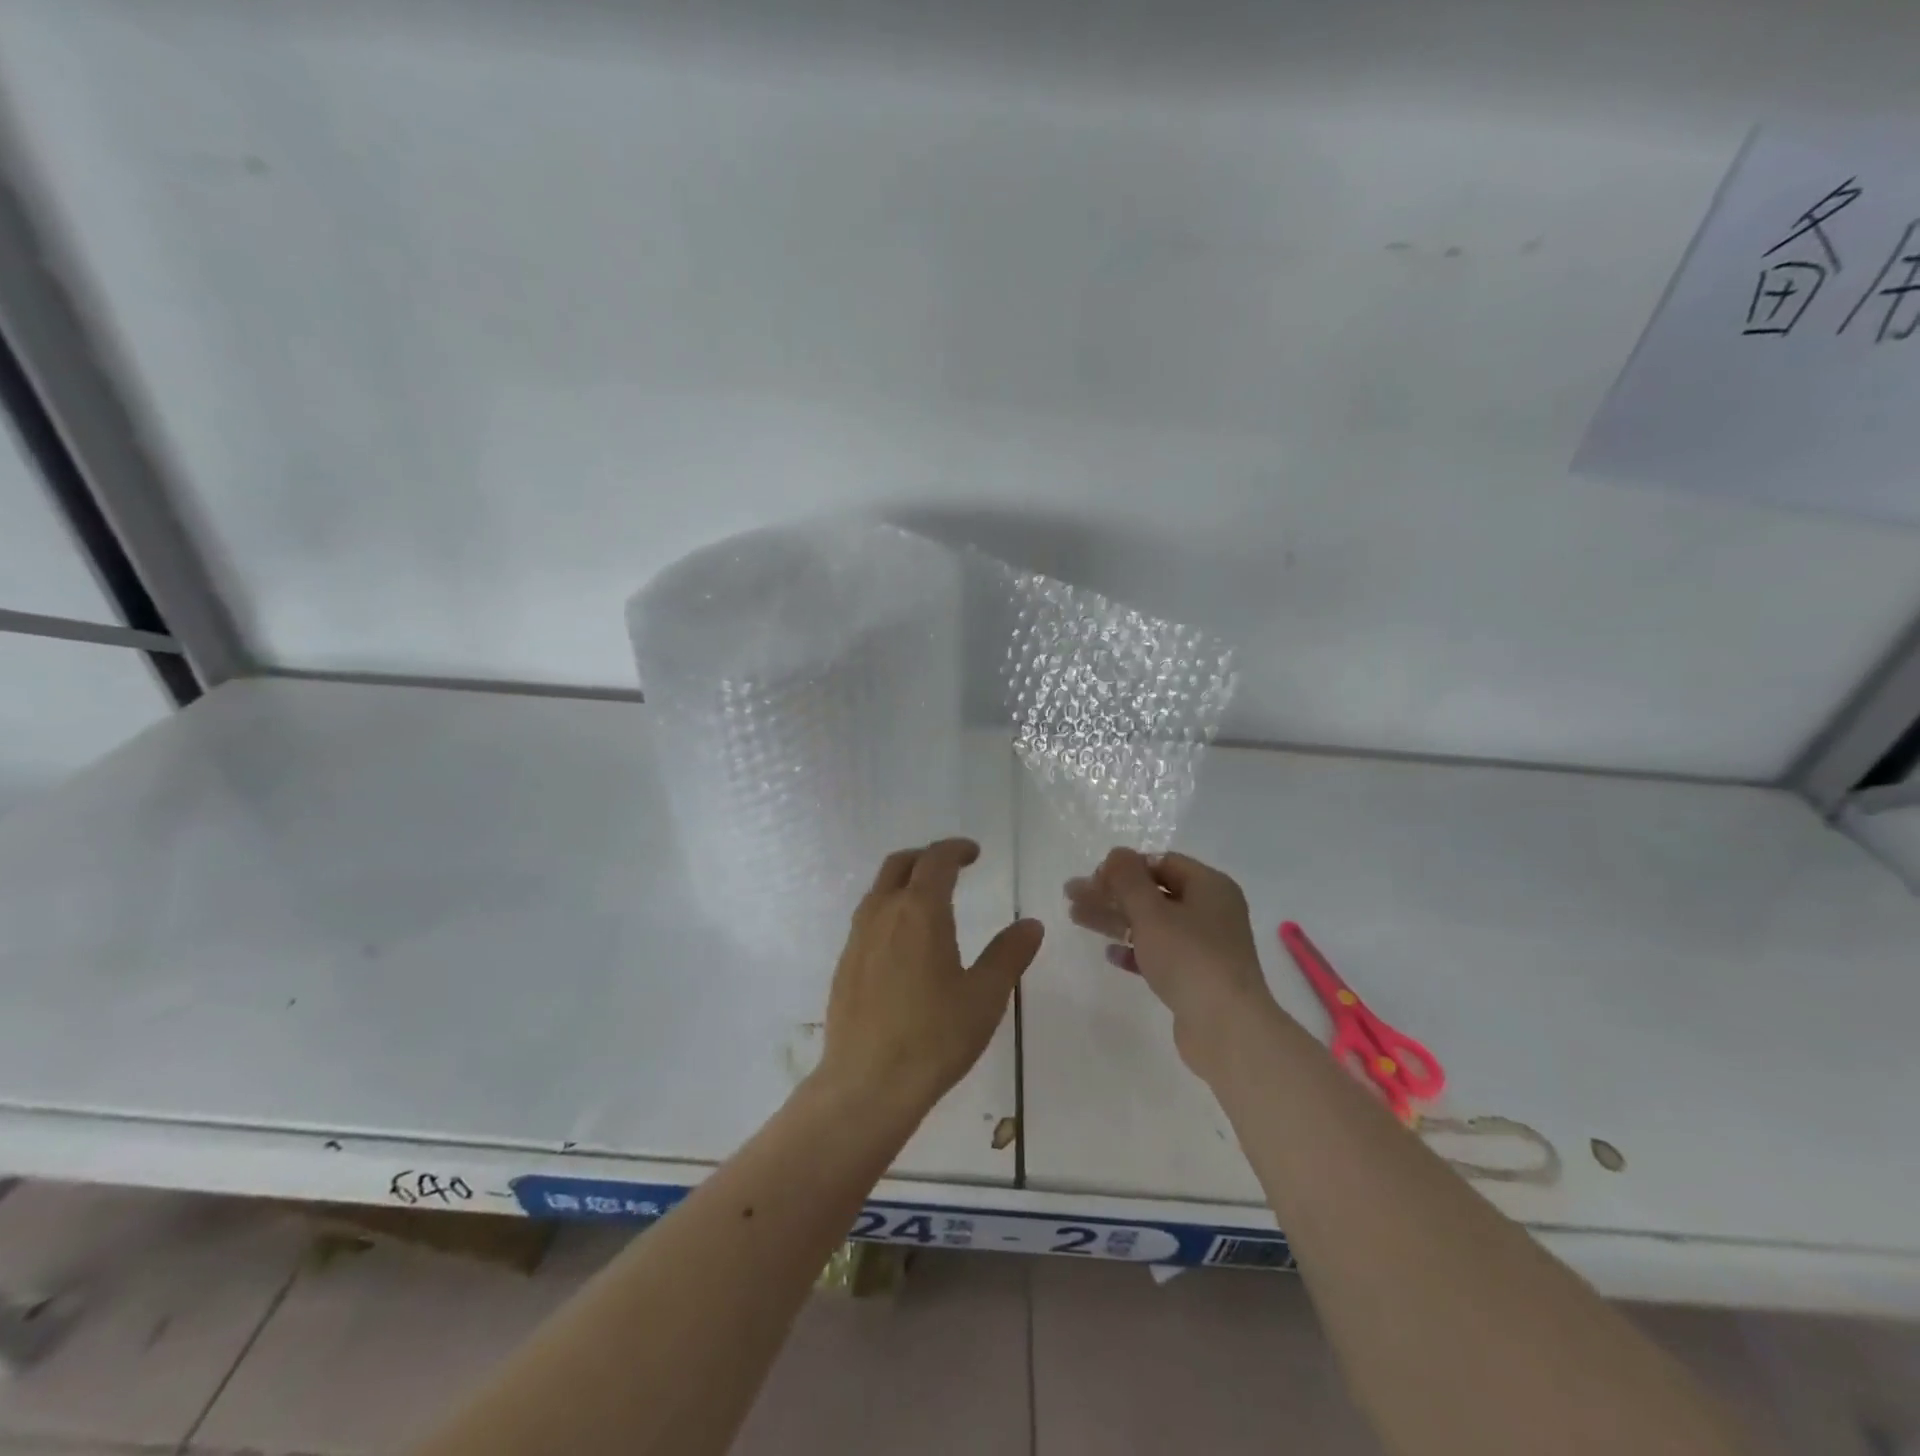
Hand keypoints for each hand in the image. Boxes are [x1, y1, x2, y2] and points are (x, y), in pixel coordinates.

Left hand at [816, 839, 1043, 1119]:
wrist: (866, 1084)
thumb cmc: (934, 1037)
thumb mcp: (985, 996)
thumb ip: (1009, 954)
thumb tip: (1031, 924)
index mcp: (920, 911)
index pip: (936, 860)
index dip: (956, 849)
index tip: (974, 853)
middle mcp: (883, 913)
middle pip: (900, 864)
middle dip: (927, 857)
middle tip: (952, 868)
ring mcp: (857, 938)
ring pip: (879, 889)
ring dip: (904, 881)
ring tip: (928, 901)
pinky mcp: (845, 964)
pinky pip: (867, 918)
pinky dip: (888, 909)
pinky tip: (904, 942)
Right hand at [1066, 848, 1278, 1076]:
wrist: (1227, 1028)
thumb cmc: (1189, 958)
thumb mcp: (1151, 912)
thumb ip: (1128, 879)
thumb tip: (1116, 853)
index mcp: (1210, 886)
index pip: (1162, 862)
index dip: (1125, 867)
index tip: (1093, 878)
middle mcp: (1212, 911)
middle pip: (1153, 893)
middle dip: (1111, 893)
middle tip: (1072, 896)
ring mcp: (1206, 946)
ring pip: (1153, 923)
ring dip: (1115, 919)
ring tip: (1076, 918)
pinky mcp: (1198, 978)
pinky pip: (1161, 954)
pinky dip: (1135, 949)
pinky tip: (1110, 953)